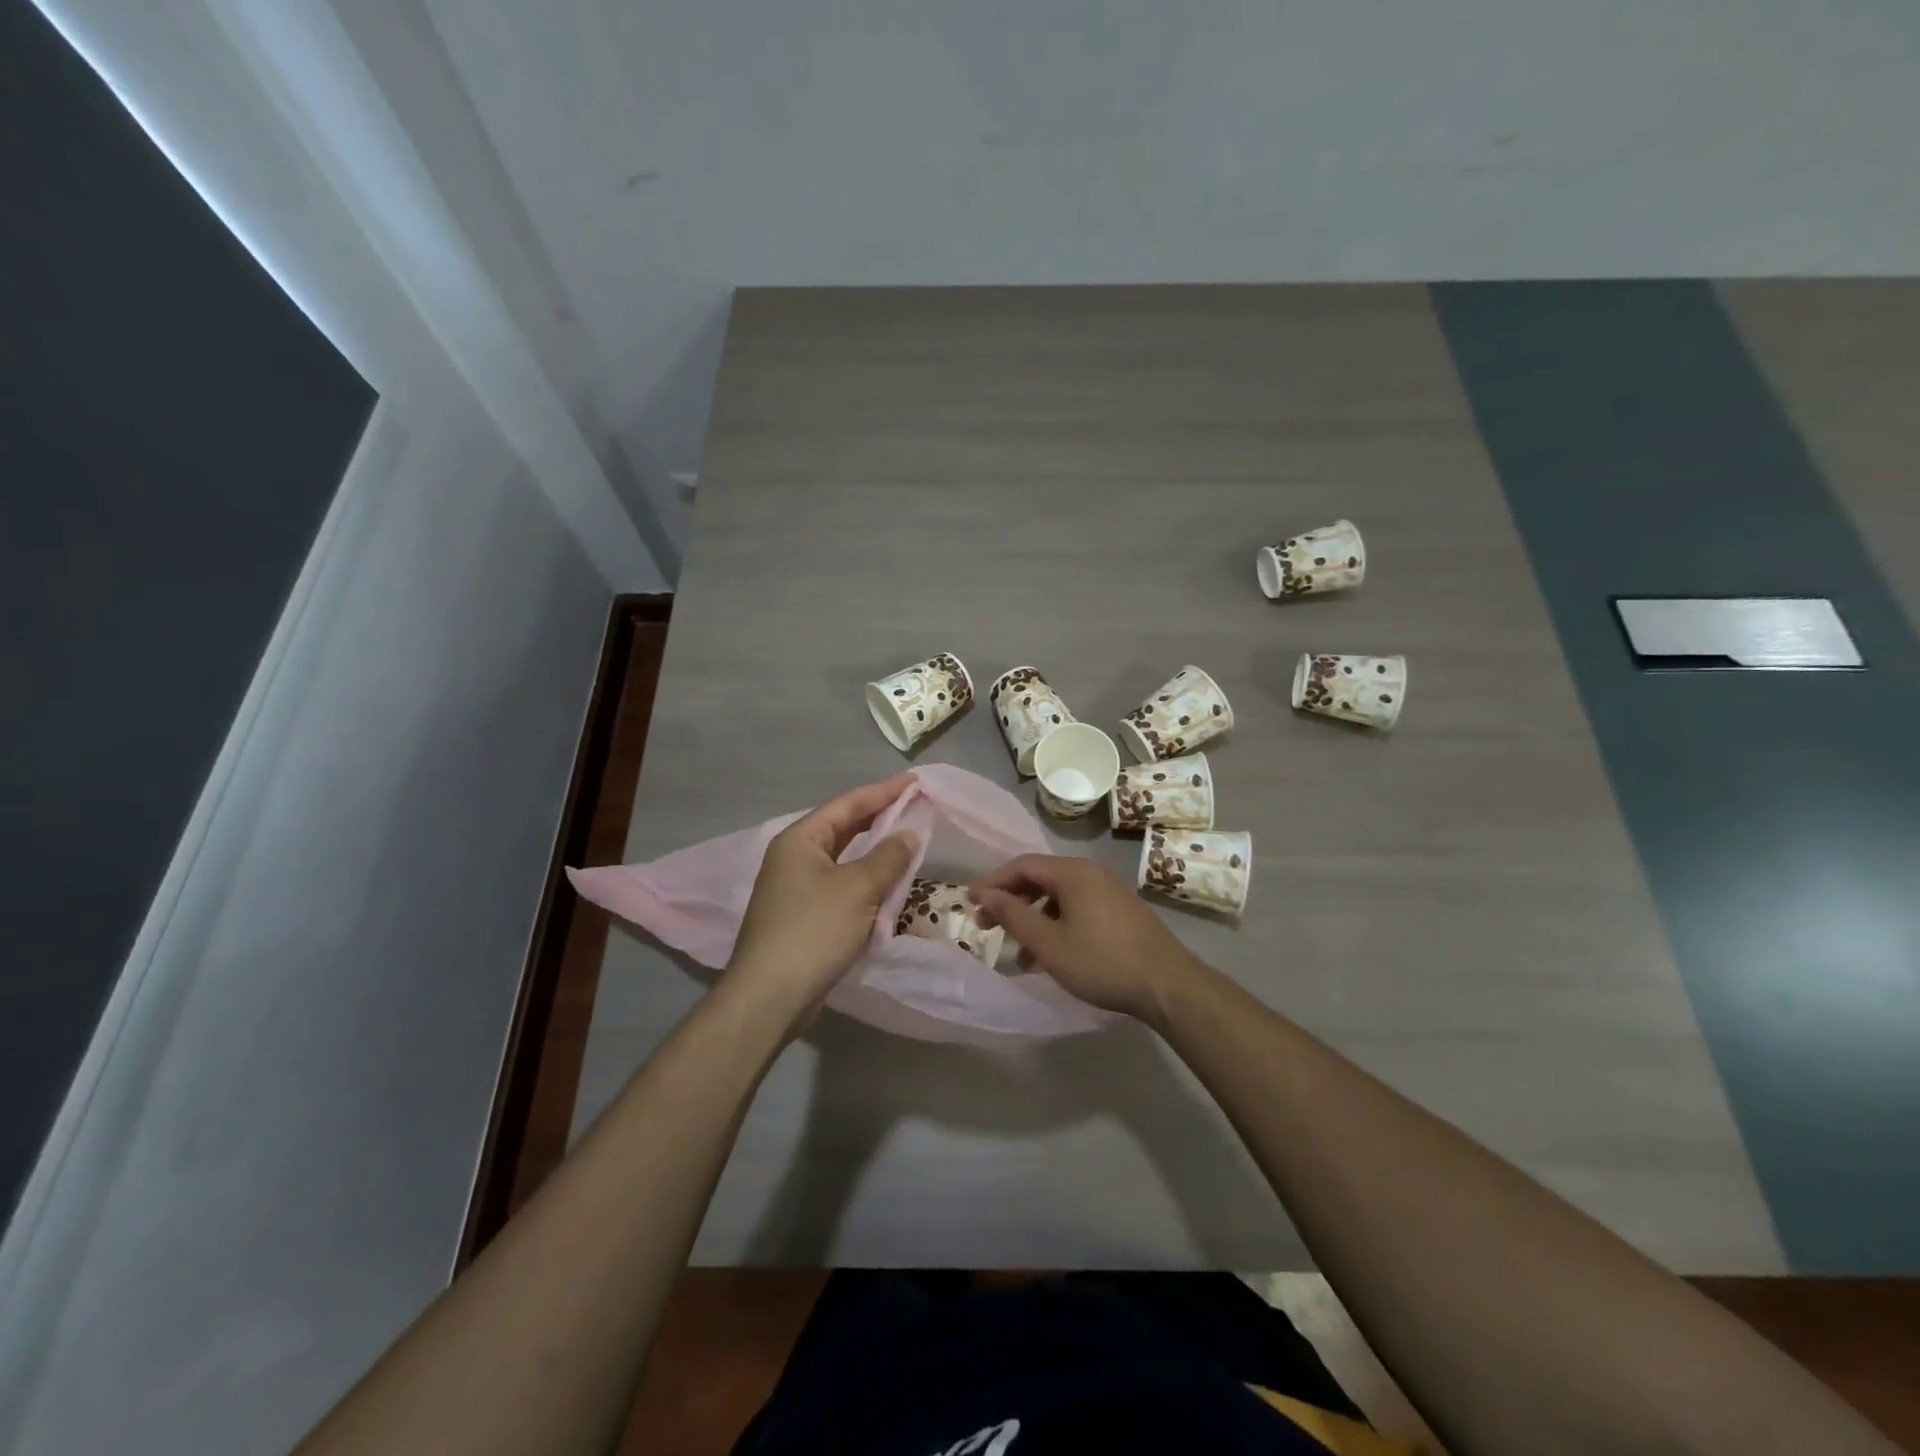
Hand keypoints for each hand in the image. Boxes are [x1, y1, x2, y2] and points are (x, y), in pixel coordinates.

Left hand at [725, 775, 918, 1026]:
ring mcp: (795, 888)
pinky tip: (887, 886)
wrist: (770, 995)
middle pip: (843, 828)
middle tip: (914, 808)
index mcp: (800, 840)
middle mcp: (793, 858)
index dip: (882, 792)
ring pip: (843, 860)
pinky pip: (840, 887)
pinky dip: (864, 882)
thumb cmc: (813, 930)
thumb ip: (888, 857)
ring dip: (874, 853)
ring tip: (907, 842)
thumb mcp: (858, 888)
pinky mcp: (802, 917)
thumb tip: (909, 834)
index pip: (847, 804)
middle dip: (879, 819)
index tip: (913, 782)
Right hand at [973, 855, 1208, 1026]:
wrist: (1169, 985)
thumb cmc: (1102, 962)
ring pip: (1059, 897)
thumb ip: (1013, 916)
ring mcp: (1109, 891)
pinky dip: (1056, 925)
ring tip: (1018, 952)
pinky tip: (1050, 956)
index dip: (993, 882)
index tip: (969, 902)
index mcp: (1073, 873)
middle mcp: (1091, 873)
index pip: (1022, 865)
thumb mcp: (1049, 943)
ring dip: (1033, 918)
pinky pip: (1077, 908)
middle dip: (1011, 901)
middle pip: (1041, 878)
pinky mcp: (1121, 911)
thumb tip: (984, 894)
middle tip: (986, 926)